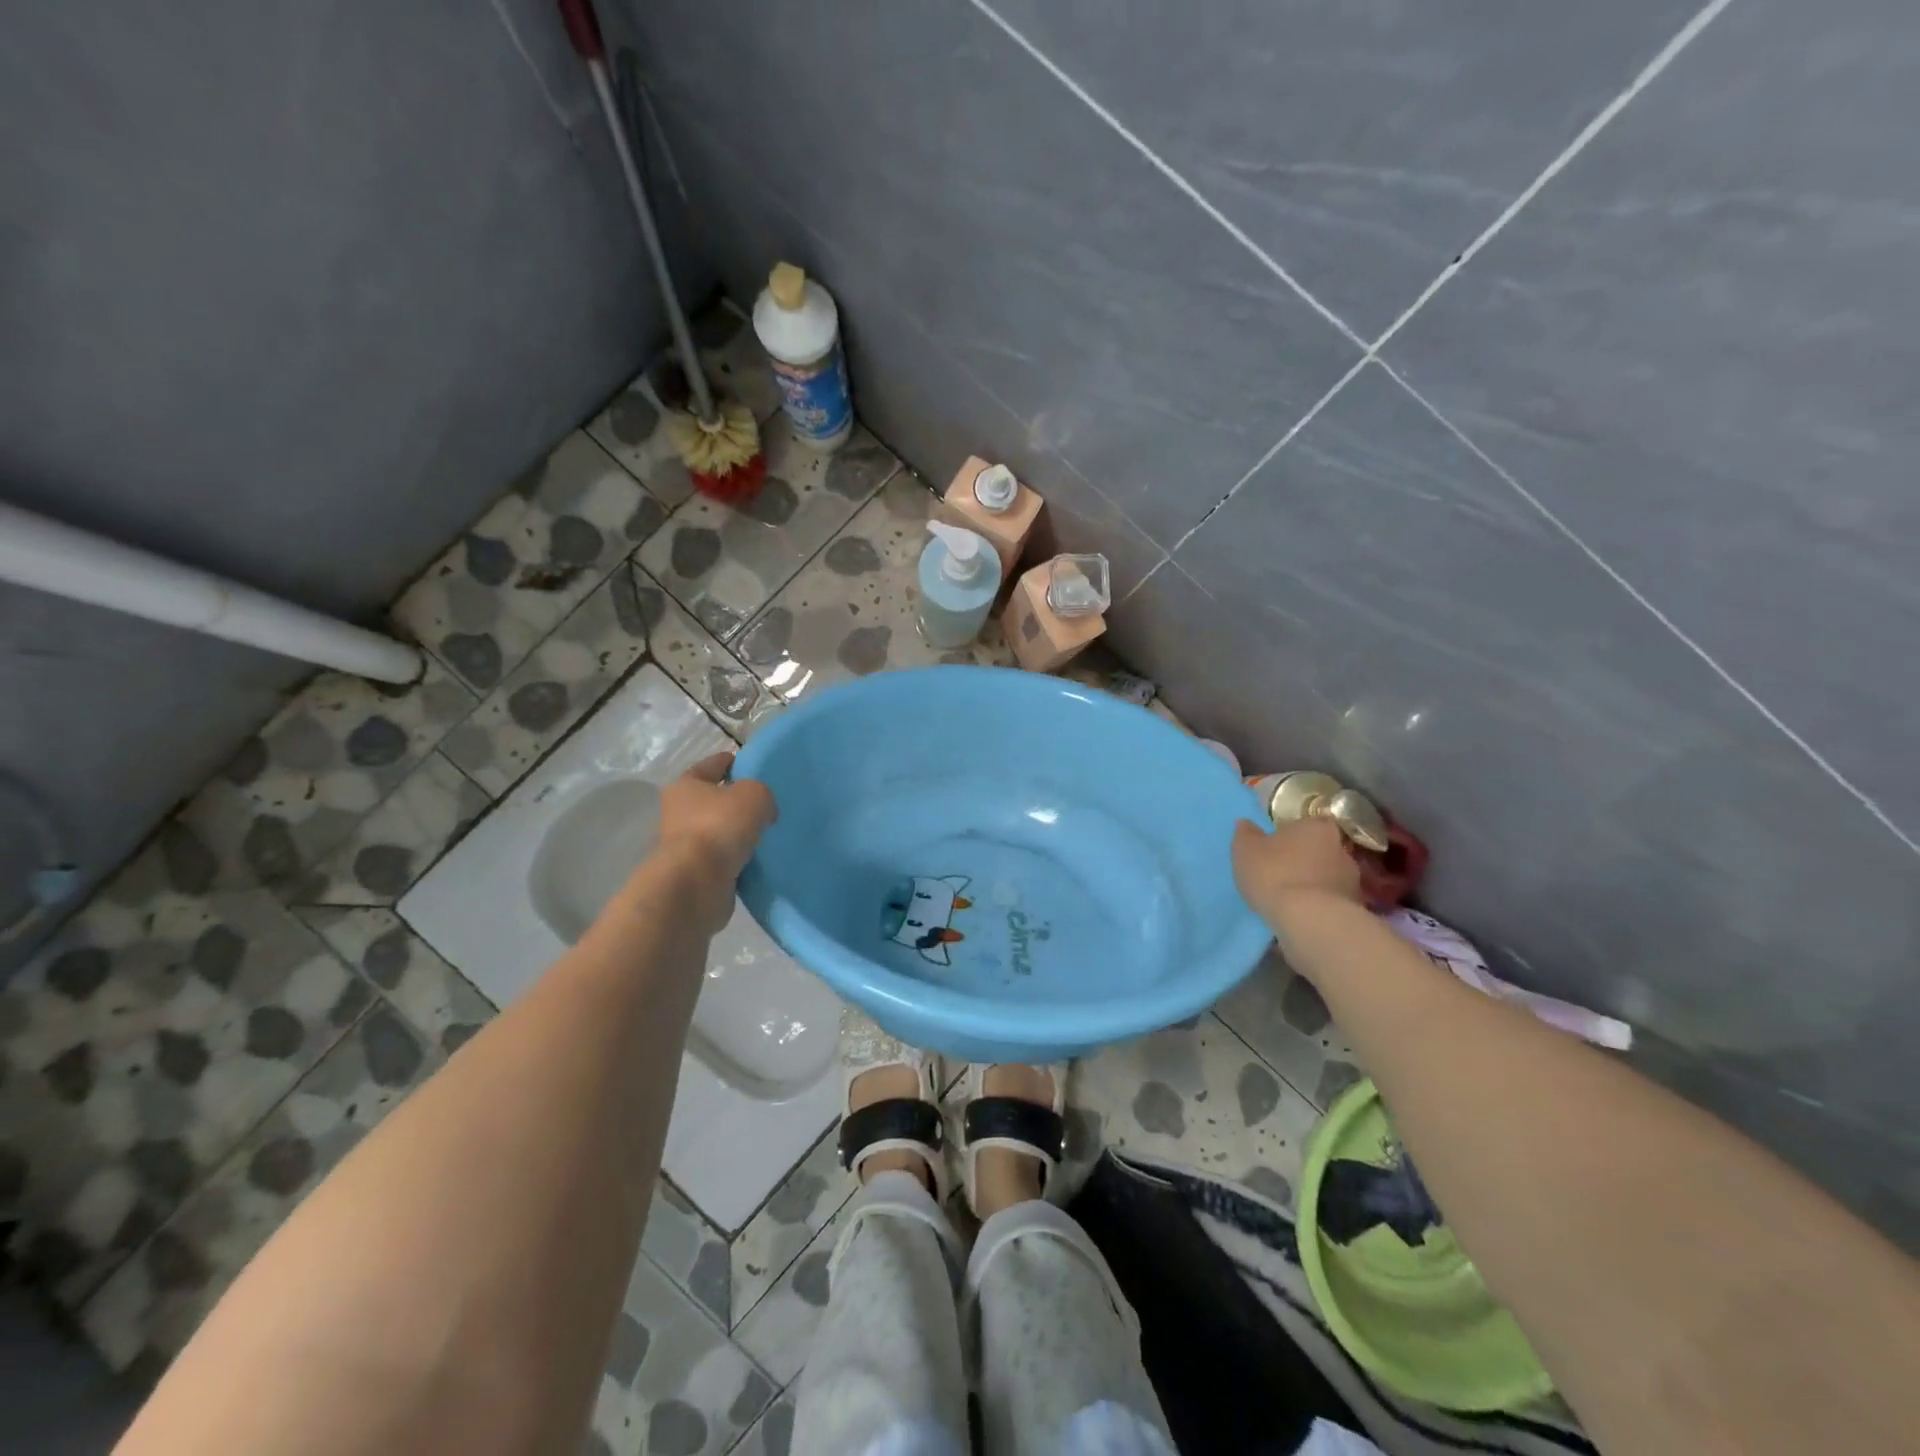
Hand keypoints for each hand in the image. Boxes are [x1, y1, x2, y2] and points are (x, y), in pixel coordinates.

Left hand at [645, 753, 777, 934]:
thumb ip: (762, 793)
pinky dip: (737, 857)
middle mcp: (679, 812)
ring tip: (766, 834)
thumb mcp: (754, 795)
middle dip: (737, 801)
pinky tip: (758, 858)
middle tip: (767, 804)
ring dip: (737, 833)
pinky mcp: (695, 872)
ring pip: (719, 830)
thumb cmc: (720, 826)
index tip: (755, 768)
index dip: (734, 762)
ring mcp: (685, 845)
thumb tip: (762, 812)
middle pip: (714, 799)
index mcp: (685, 785)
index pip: (713, 765)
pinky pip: (723, 858)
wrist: (697, 882)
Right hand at [1231, 815, 1361, 925]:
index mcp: (1316, 826)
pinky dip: (1322, 903)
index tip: (1282, 844)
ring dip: (1316, 882)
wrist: (1309, 920)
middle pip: (1323, 848)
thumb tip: (1245, 823)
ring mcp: (1352, 879)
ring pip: (1330, 875)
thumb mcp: (1245, 850)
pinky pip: (1334, 900)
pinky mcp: (1356, 907)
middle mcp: (1340, 847)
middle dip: (1308, 857)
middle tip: (1286, 870)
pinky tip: (1305, 914)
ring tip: (1294, 897)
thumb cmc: (1274, 874)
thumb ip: (1246, 834)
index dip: (1297, 833)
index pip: (1311, 822)